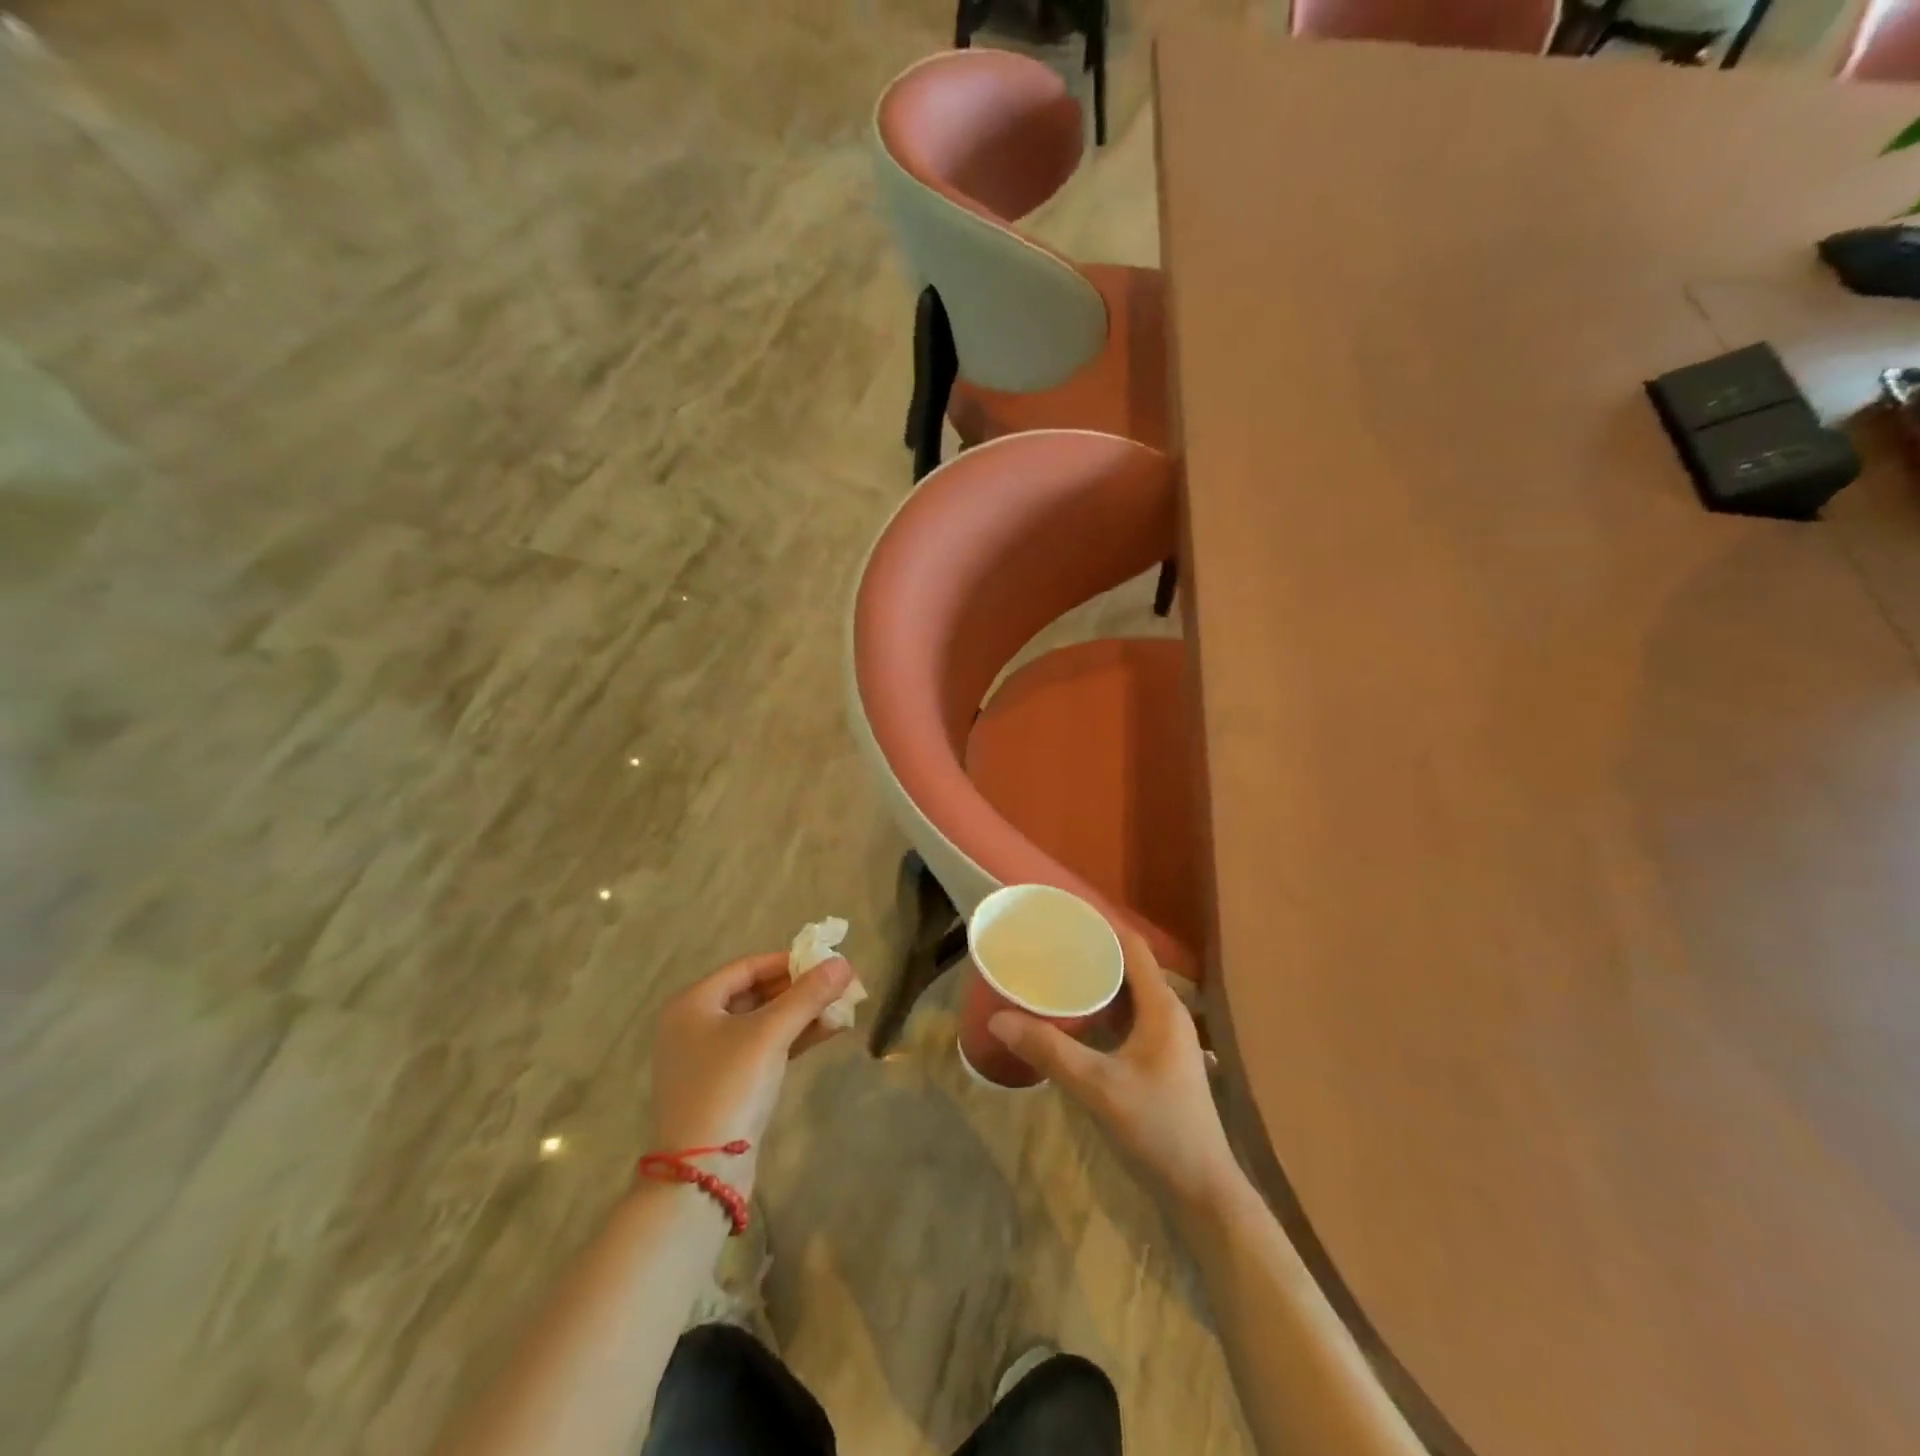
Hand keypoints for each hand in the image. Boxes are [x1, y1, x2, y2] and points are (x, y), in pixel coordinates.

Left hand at [648, 953, 853, 1185]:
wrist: (703, 1172)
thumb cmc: (730, 1085)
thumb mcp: (771, 1033)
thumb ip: (808, 995)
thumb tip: (844, 962)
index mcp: (693, 1003)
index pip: (748, 967)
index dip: (788, 961)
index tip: (826, 962)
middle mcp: (695, 1025)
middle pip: (755, 993)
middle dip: (799, 989)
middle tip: (839, 985)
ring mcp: (709, 1058)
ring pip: (762, 1022)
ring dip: (801, 1014)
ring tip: (842, 1008)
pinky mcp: (725, 1085)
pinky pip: (762, 1048)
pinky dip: (791, 1038)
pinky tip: (827, 1032)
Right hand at [988, 931, 1238, 1210]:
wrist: (1201, 1191)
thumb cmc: (1158, 1128)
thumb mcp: (1098, 1086)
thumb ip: (1049, 1051)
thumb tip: (998, 1018)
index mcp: (1162, 1006)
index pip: (1132, 946)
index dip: (1100, 925)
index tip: (1061, 915)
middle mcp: (1167, 1013)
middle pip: (1127, 966)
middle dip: (1089, 952)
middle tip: (1046, 945)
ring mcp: (1165, 1039)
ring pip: (1126, 995)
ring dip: (1094, 983)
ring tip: (1052, 974)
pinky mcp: (1158, 1061)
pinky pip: (1126, 1019)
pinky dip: (1100, 1011)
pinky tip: (1072, 1020)